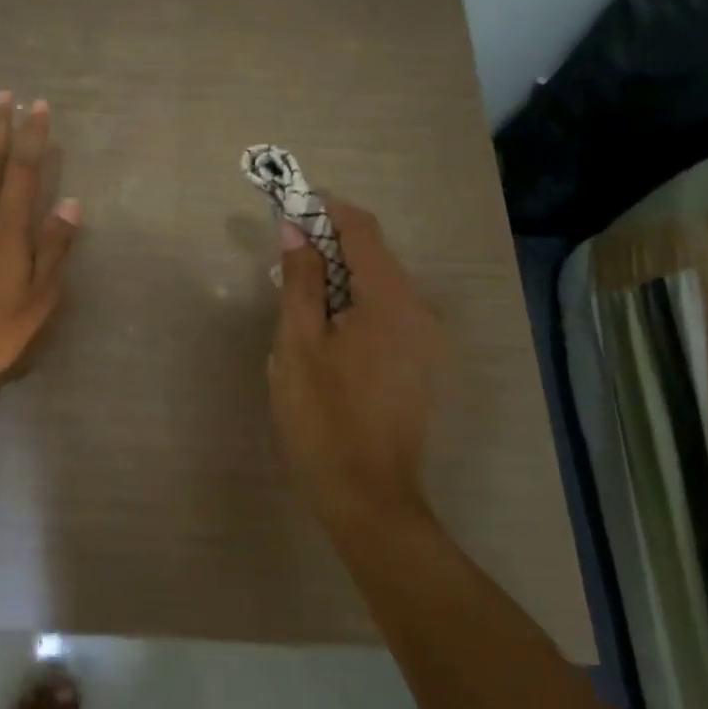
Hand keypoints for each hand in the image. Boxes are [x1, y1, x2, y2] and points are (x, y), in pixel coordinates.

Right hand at [267, 200, 446, 527]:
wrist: (369, 498)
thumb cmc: (324, 417)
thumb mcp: (298, 343)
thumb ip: (300, 280)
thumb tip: (295, 230)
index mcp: (390, 298)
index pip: (361, 227)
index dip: (324, 210)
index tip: (287, 213)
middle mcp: (419, 309)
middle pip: (372, 254)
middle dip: (326, 247)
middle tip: (282, 266)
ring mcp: (425, 337)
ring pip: (377, 284)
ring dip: (336, 279)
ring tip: (296, 305)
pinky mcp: (420, 361)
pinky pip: (386, 312)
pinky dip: (353, 305)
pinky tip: (324, 335)